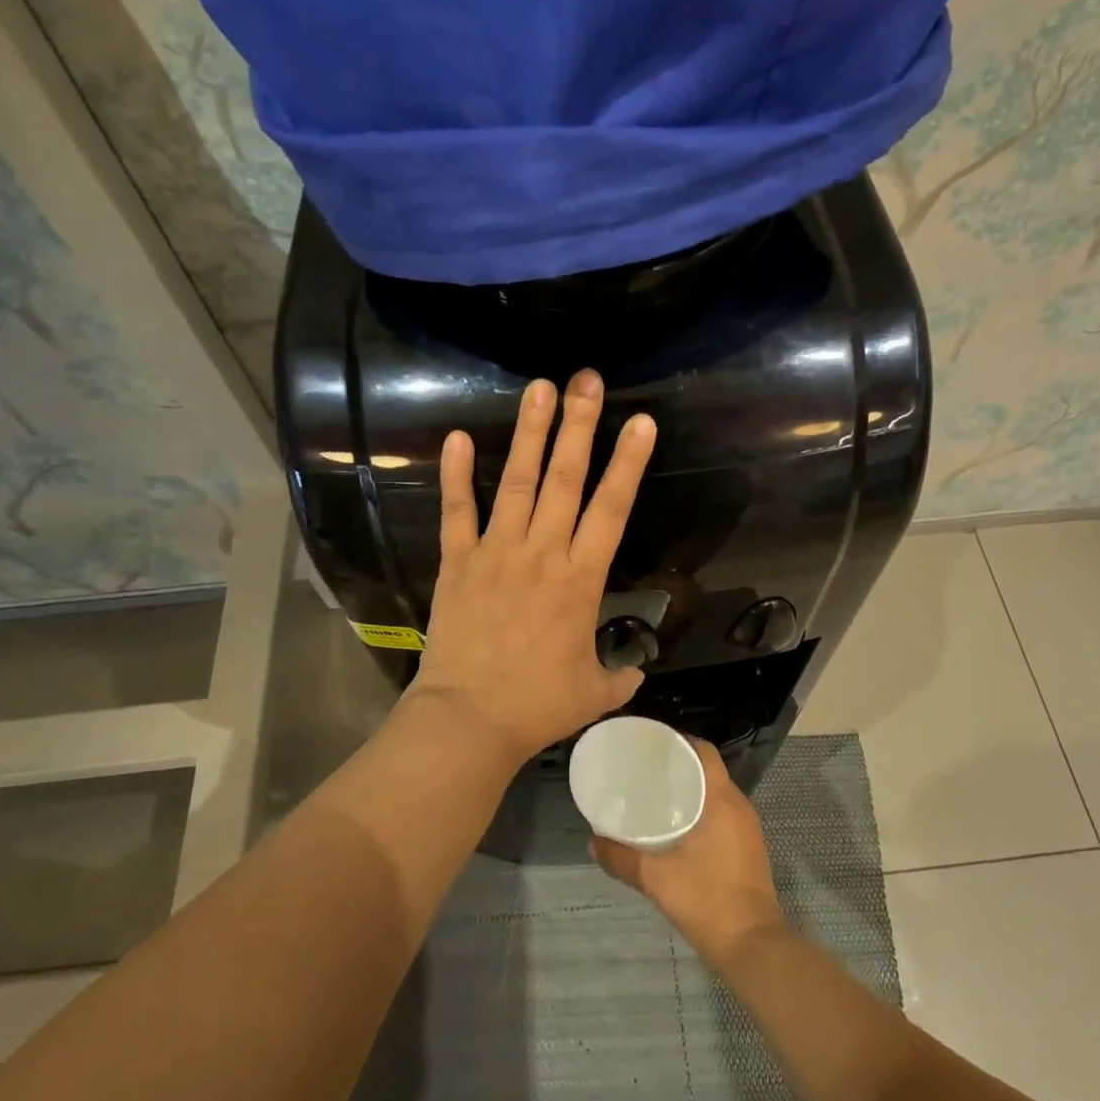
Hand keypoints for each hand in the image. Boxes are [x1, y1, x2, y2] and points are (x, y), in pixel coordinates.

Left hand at [409, 370, 656, 762]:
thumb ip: (621, 673)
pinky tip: (460, 437)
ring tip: (540, 388)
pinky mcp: (458, 562)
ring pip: (518, 482)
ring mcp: (496, 553)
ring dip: (530, 433)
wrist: (469, 720)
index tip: (641, 422)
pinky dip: (458, 475)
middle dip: (579, 426)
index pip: (612, 509)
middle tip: (587, 380)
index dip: (629, 463)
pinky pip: (458, 511)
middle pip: (565, 479)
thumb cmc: (537, 706)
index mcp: (581, 579)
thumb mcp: (595, 693)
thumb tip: (635, 666)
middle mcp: (542, 553)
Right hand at [590, 740, 786, 966]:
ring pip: (716, 793)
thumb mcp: (656, 878)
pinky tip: (677, 826)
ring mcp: (747, 828)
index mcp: (721, 800)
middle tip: (645, 769)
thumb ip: (621, 858)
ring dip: (691, 789)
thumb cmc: (707, 900)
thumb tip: (592, 841)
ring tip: (656, 794)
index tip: (652, 744)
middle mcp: (738, 806)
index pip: (704, 751)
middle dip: (680, 765)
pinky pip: (722, 813)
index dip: (680, 741)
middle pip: (709, 770)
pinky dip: (701, 809)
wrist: (752, 947)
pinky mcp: (748, 848)